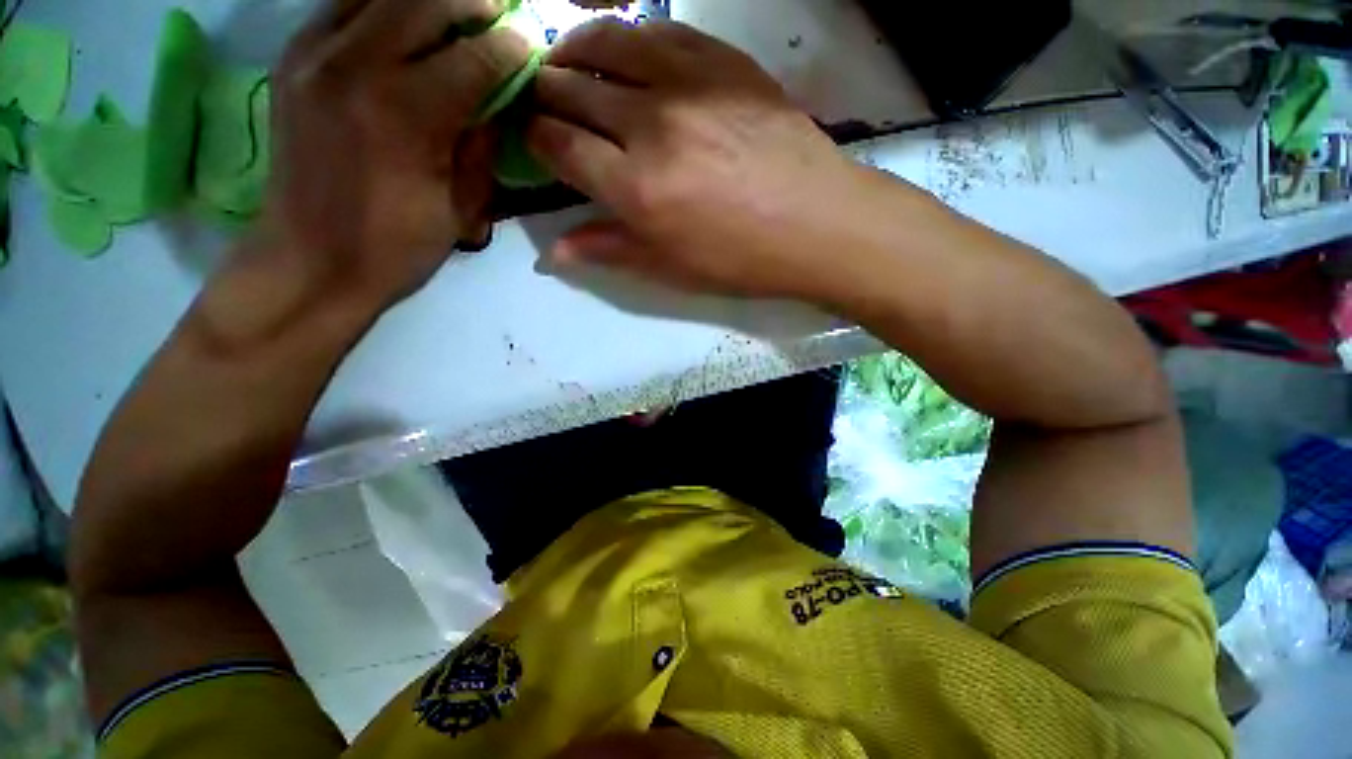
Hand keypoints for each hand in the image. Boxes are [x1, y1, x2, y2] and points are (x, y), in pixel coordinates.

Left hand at [262, 0, 529, 306]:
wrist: (309, 262)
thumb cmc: (397, 248)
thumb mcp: (462, 209)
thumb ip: (481, 145)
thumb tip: (499, 101)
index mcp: (405, 114)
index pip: (477, 55)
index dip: (514, 46)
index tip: (533, 45)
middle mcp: (355, 65)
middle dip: (474, 4)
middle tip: (499, 18)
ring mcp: (314, 54)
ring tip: (456, 18)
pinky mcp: (293, 58)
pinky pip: (345, 4)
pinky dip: (383, 6)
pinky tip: (404, 28)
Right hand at [526, 20, 869, 299]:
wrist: (816, 224)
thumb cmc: (741, 259)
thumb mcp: (671, 269)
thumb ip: (610, 250)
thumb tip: (556, 252)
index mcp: (636, 188)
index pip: (559, 146)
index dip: (535, 140)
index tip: (532, 141)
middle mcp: (650, 125)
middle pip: (572, 89)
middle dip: (545, 94)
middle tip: (542, 102)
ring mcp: (688, 83)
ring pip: (607, 43)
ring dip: (575, 52)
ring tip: (567, 64)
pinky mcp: (722, 60)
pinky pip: (659, 30)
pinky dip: (629, 36)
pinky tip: (625, 51)